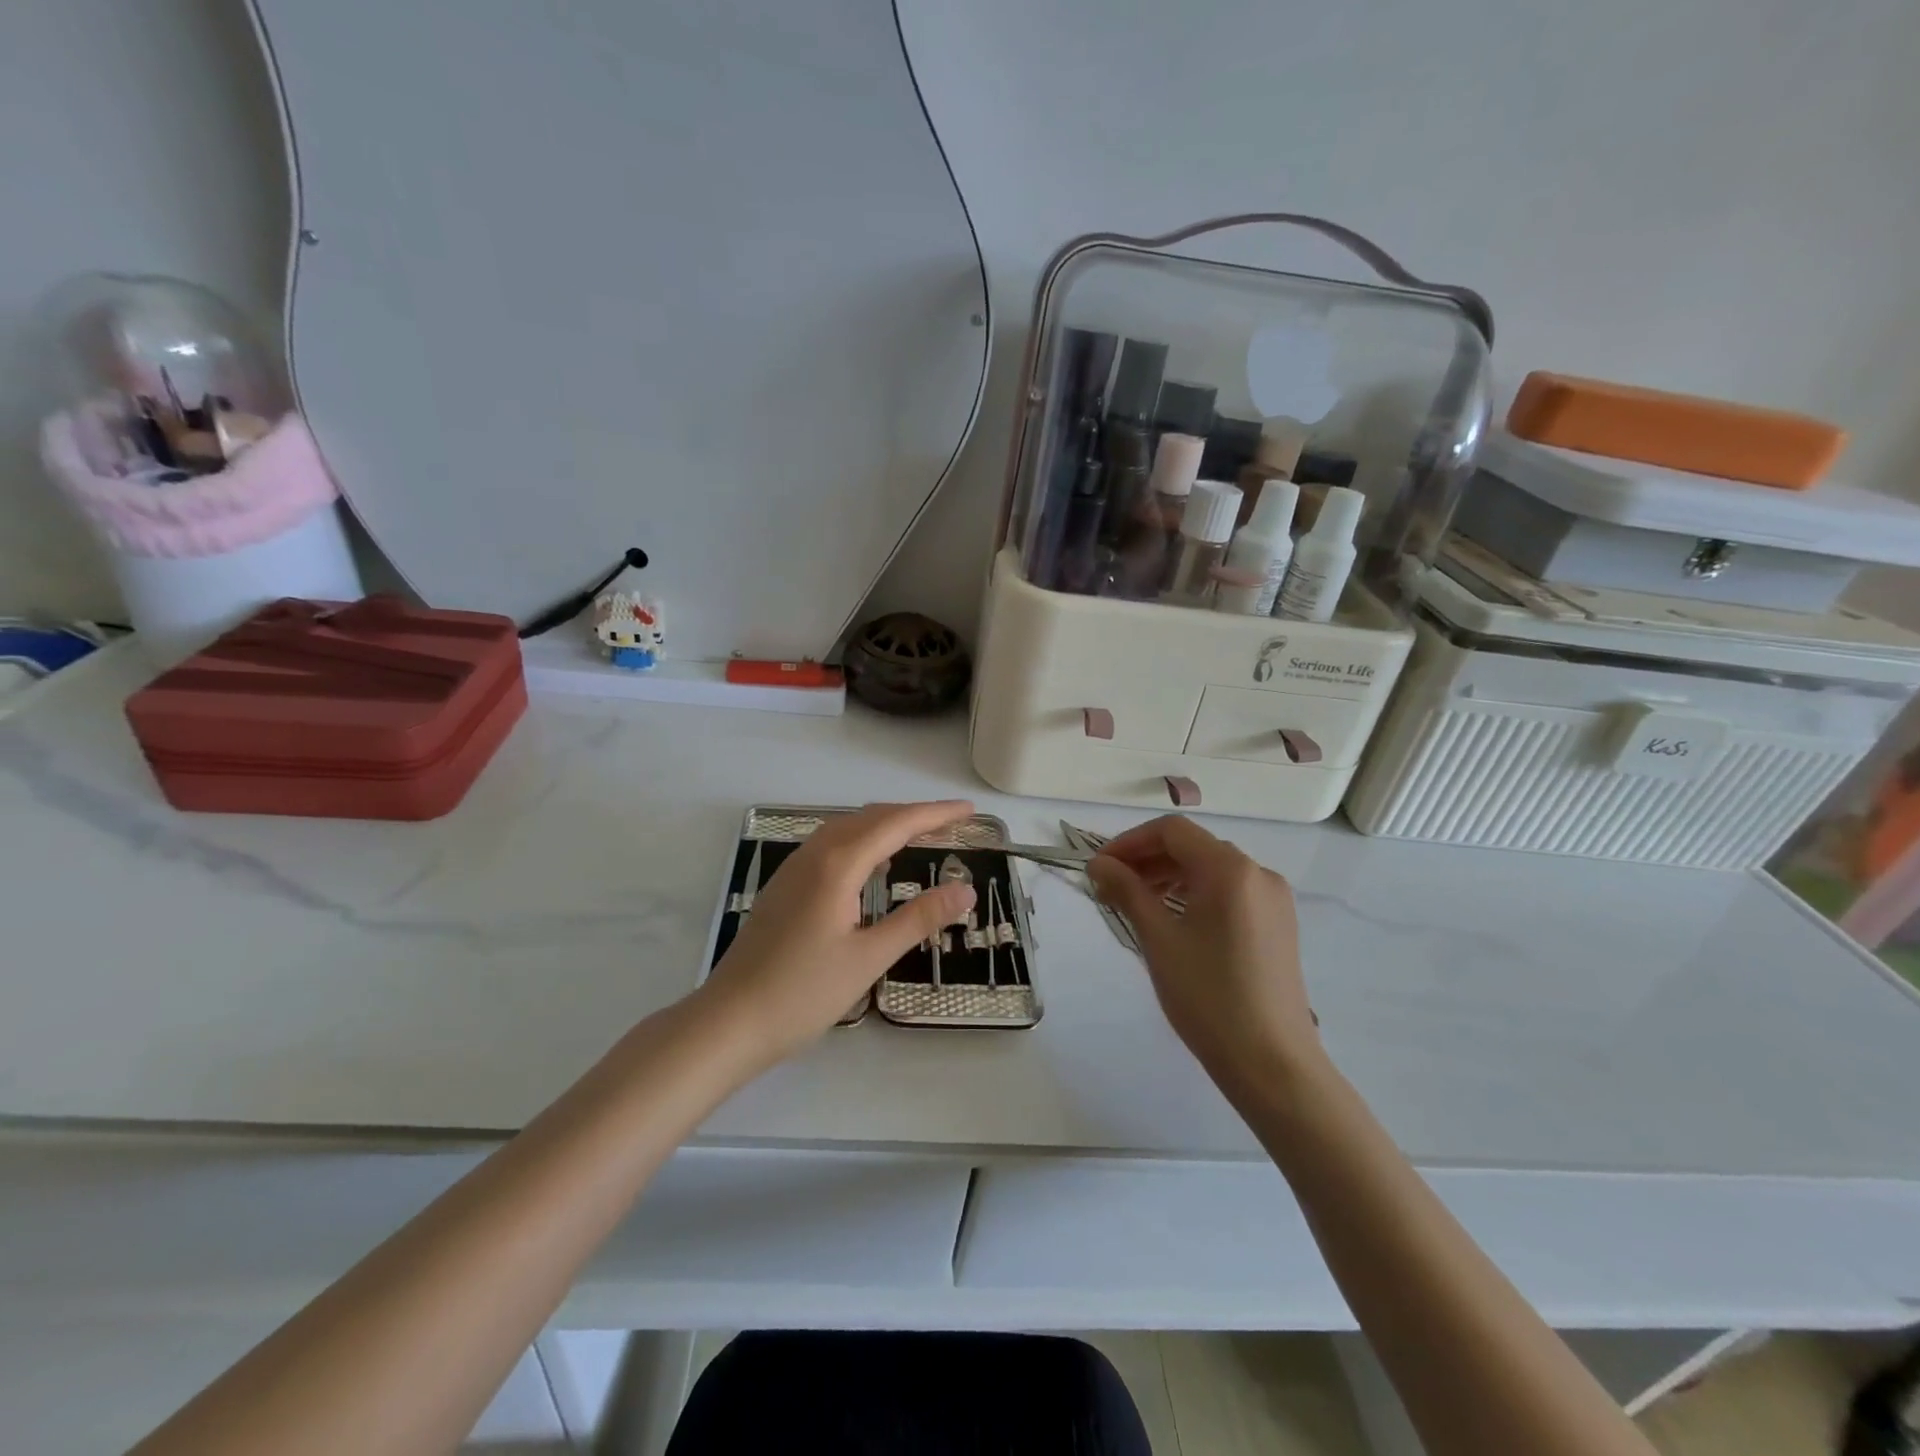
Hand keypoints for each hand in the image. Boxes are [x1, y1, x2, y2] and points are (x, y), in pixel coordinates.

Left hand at [700, 801, 977, 1069]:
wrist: (729, 1021)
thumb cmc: (803, 993)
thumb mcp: (869, 957)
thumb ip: (919, 919)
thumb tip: (965, 891)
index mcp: (838, 864)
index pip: (896, 824)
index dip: (936, 813)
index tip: (970, 810)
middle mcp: (814, 854)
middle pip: (871, 818)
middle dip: (914, 815)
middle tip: (953, 823)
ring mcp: (794, 868)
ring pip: (848, 828)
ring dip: (886, 825)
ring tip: (920, 837)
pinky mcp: (784, 886)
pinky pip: (831, 845)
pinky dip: (862, 841)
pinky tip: (872, 865)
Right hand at [1088, 816, 1320, 1093]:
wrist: (1272, 1063)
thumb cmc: (1208, 996)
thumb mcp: (1158, 939)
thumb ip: (1127, 891)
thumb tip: (1098, 863)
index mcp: (1231, 869)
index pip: (1172, 831)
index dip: (1130, 842)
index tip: (1099, 868)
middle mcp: (1258, 873)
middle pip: (1193, 847)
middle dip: (1147, 860)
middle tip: (1110, 888)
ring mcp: (1273, 899)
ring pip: (1210, 870)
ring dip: (1168, 877)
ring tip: (1135, 904)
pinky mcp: (1278, 924)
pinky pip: (1229, 892)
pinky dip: (1195, 894)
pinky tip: (1173, 920)